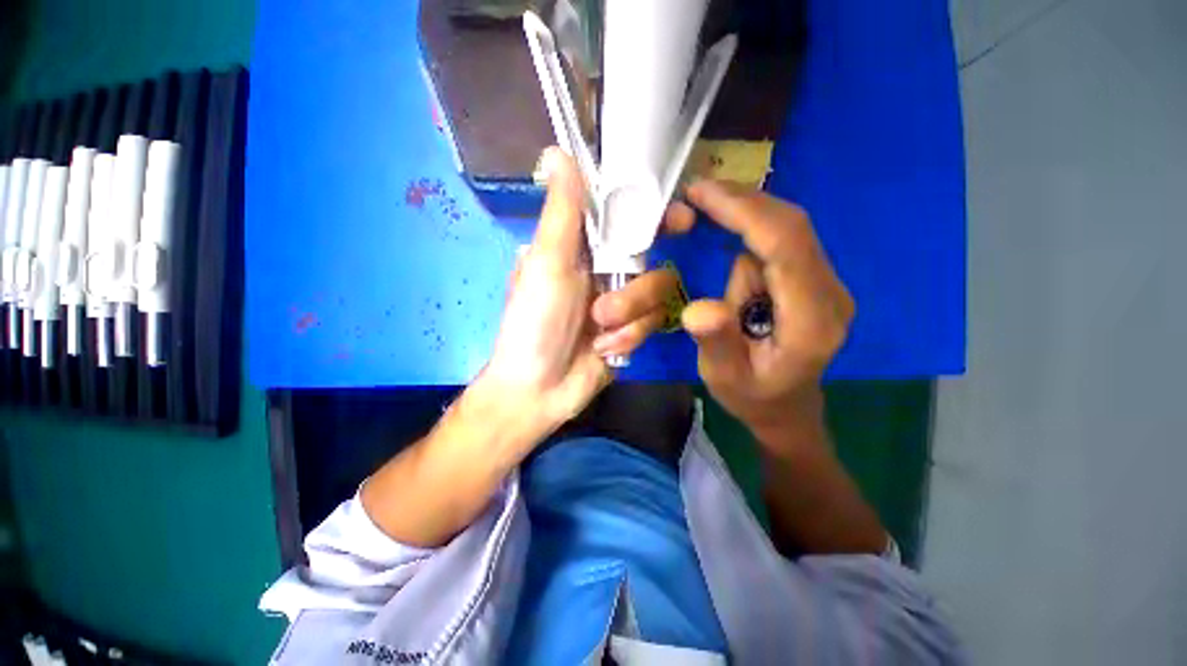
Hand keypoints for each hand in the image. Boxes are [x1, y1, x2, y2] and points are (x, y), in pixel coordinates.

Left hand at [479, 149, 690, 439]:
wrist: (539, 389)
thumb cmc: (534, 323)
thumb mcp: (546, 264)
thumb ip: (561, 213)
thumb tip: (556, 150)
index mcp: (583, 251)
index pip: (626, 221)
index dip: (654, 215)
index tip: (681, 218)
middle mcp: (605, 273)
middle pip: (651, 261)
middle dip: (639, 285)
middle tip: (613, 307)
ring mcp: (621, 305)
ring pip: (655, 296)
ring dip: (629, 316)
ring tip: (600, 331)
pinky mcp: (631, 332)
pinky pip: (651, 325)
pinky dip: (628, 337)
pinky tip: (604, 350)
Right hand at [680, 179, 854, 452]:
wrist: (786, 408)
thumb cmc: (753, 397)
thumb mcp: (725, 378)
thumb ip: (716, 343)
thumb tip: (698, 307)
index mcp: (810, 321)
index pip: (785, 248)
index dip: (745, 213)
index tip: (701, 194)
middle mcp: (829, 293)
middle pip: (792, 227)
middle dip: (743, 202)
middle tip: (696, 192)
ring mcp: (825, 284)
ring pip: (788, 228)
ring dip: (743, 213)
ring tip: (702, 207)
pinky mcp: (811, 280)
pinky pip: (782, 240)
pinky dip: (750, 225)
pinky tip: (725, 227)